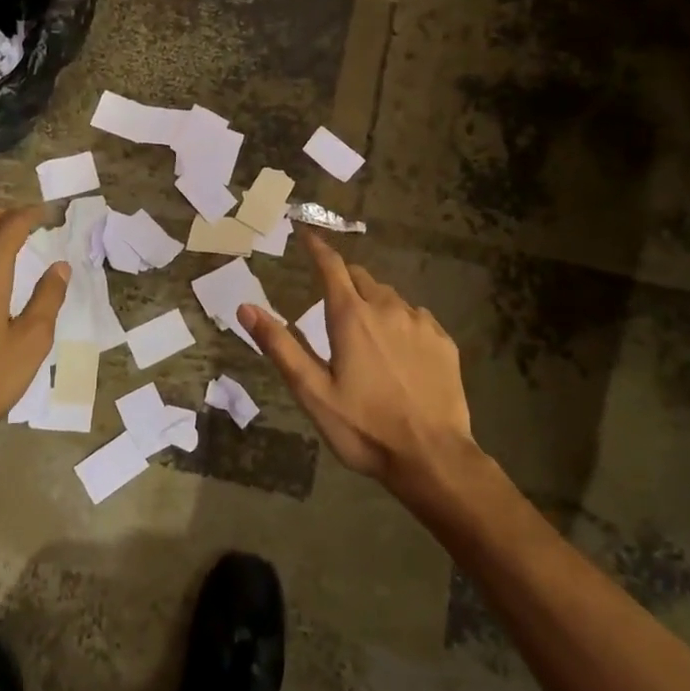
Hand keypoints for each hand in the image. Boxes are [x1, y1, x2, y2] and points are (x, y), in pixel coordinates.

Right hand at [239, 231, 474, 489]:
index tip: (306, 234)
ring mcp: (421, 324)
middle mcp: (388, 308)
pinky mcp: (444, 342)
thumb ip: (280, 346)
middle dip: (343, 278)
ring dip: (373, 301)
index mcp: (351, 317)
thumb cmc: (364, 427)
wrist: (433, 457)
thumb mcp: (312, 391)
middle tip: (331, 297)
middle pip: (361, 278)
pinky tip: (400, 349)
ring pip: (391, 297)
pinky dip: (401, 322)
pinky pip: (417, 318)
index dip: (317, 247)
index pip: (331, 266)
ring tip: (365, 329)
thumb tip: (245, 308)